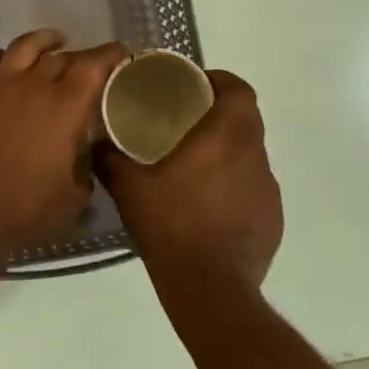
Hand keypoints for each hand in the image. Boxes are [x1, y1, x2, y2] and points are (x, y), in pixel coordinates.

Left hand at [0, 30, 128, 270]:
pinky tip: (4, 60)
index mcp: (67, 104)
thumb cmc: (25, 207)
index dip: (112, 54)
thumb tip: (85, 153)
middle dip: (80, 56)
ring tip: (52, 43)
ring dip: (43, 41)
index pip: (95, 63)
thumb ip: (86, 164)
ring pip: (25, 45)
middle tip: (88, 67)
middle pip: (62, 55)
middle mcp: (35, 83)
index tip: (122, 54)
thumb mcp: (75, 195)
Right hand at [99, 70, 282, 291]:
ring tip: (198, 165)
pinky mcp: (273, 221)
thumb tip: (95, 143)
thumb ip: (110, 159)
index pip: (239, 89)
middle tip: (188, 122)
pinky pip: (254, 190)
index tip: (196, 86)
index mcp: (227, 136)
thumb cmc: (170, 223)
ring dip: (230, 152)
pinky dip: (236, 187)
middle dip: (221, 114)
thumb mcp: (129, 187)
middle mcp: (255, 156)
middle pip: (247, 119)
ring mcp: (269, 190)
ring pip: (252, 155)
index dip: (220, 81)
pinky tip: (211, 206)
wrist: (209, 287)